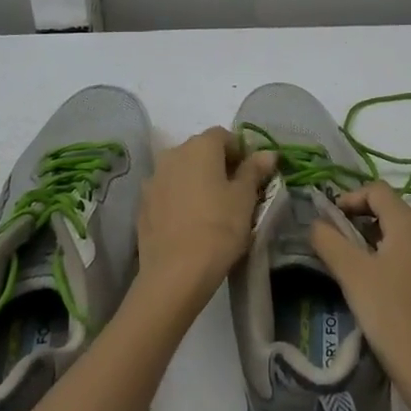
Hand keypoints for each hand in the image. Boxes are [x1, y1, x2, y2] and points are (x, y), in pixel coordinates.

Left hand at [134, 128, 275, 310]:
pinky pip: (168, 192)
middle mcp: (173, 154)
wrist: (175, 274)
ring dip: (197, 181)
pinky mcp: (143, 204)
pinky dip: (180, 199)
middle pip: (201, 151)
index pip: (224, 135)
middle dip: (219, 165)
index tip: (252, 175)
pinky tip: (190, 223)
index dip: (240, 152)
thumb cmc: (219, 228)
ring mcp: (154, 179)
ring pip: (182, 171)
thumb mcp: (245, 198)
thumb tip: (267, 153)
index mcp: (200, 146)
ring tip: (212, 209)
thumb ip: (254, 170)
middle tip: (235, 192)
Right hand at [310, 181, 410, 410]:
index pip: (377, 190)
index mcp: (410, 222)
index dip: (351, 198)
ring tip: (361, 260)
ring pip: (407, 229)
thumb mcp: (351, 274)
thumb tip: (316, 223)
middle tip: (342, 240)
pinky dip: (399, 251)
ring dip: (382, 234)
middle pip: (394, 207)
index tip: (331, 220)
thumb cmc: (389, 313)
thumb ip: (329, 241)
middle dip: (365, 217)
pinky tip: (385, 280)